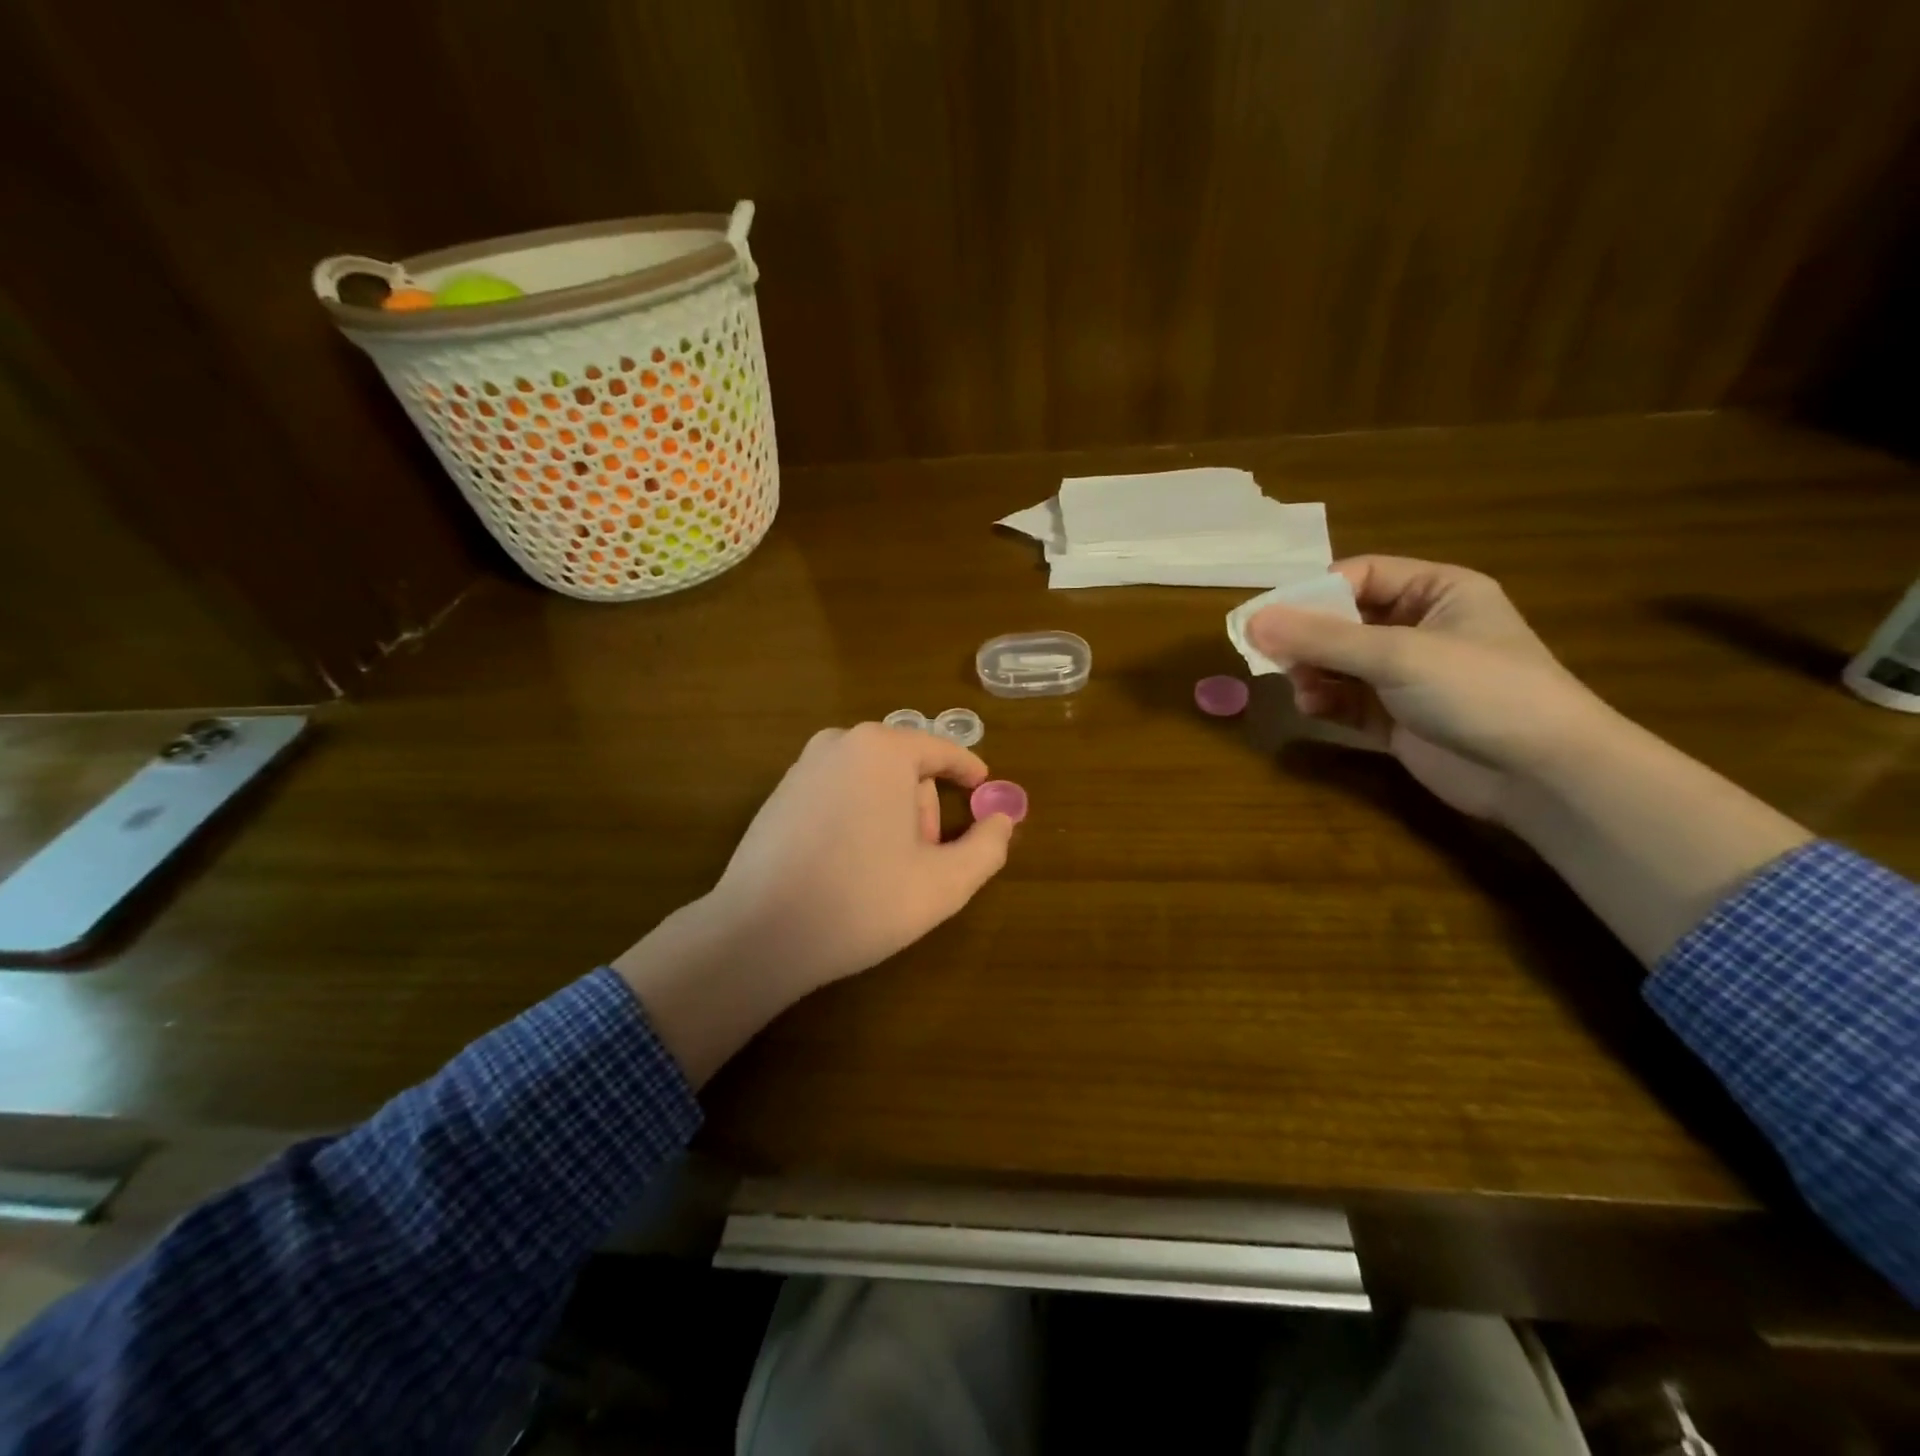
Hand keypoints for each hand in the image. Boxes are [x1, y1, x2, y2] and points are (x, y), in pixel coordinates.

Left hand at [614, 723, 1015, 1082]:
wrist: (760, 933)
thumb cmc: (863, 900)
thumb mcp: (945, 882)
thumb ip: (988, 847)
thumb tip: (1003, 820)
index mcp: (883, 749)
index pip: (942, 750)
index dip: (969, 771)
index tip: (985, 790)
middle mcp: (840, 743)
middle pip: (906, 768)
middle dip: (925, 807)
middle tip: (927, 859)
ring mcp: (803, 767)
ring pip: (871, 782)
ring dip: (891, 815)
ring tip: (888, 869)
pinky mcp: (778, 795)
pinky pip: (838, 794)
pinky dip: (857, 819)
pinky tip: (849, 867)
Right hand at [1247, 556, 1610, 820]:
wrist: (1540, 775)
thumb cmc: (1479, 691)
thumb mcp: (1398, 654)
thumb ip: (1322, 637)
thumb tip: (1252, 621)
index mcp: (1437, 592)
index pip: (1360, 576)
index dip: (1314, 592)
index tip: (1271, 617)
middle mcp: (1420, 628)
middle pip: (1343, 620)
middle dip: (1307, 638)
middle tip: (1271, 656)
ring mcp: (1407, 676)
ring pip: (1338, 662)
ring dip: (1312, 672)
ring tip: (1301, 687)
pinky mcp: (1395, 718)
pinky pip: (1345, 699)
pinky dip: (1324, 701)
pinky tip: (1313, 709)